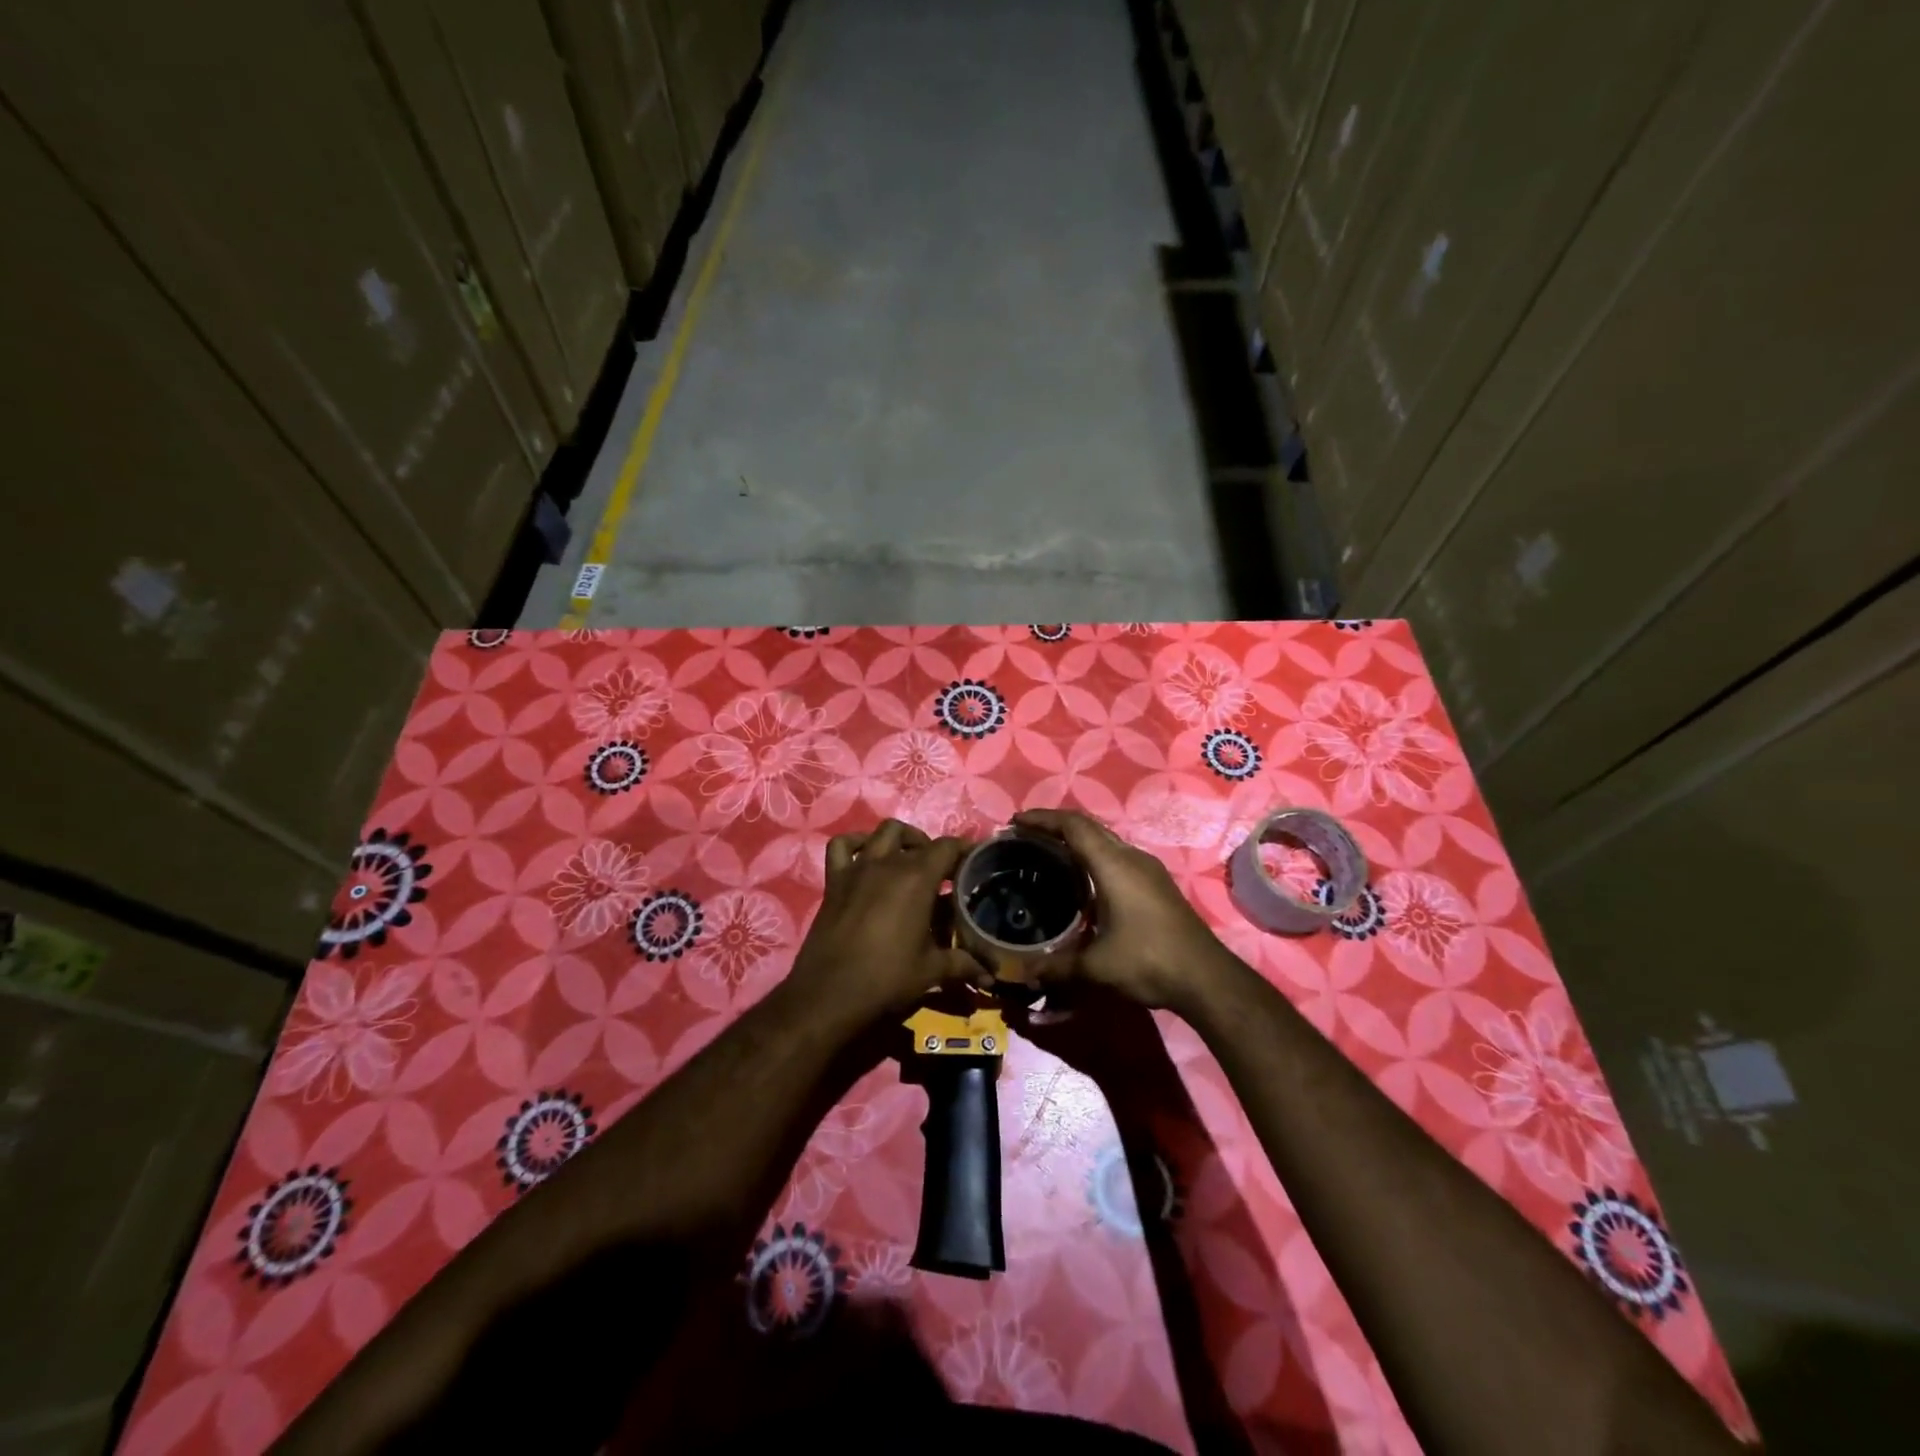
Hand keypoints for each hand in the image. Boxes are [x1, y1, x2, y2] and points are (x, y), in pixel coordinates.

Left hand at [785, 820, 982, 1024]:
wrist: (829, 995)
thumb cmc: (886, 979)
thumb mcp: (931, 971)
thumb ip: (964, 965)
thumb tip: (992, 977)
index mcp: (917, 878)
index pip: (948, 847)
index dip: (965, 850)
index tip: (975, 862)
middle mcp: (888, 863)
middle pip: (918, 839)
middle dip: (935, 851)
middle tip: (944, 874)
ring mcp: (858, 868)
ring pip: (883, 832)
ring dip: (901, 839)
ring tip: (910, 860)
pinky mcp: (834, 880)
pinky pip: (842, 846)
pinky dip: (857, 843)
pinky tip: (867, 858)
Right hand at [1012, 808, 1233, 1011]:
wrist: (1207, 978)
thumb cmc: (1149, 962)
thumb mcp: (1096, 967)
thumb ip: (1056, 967)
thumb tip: (1021, 973)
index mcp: (1113, 865)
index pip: (1073, 826)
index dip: (1042, 818)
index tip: (1015, 822)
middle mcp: (1131, 857)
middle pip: (1089, 826)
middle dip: (1055, 825)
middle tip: (1026, 836)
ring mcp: (1148, 869)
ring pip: (1105, 841)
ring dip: (1077, 840)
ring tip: (1048, 854)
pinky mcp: (1157, 884)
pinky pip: (1117, 856)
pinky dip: (1093, 856)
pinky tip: (1083, 881)